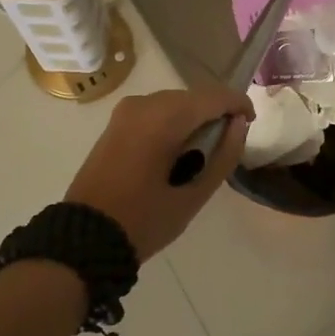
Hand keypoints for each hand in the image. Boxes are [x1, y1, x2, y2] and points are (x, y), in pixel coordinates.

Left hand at [65, 84, 251, 260]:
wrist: (83, 238)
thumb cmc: (143, 221)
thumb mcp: (193, 195)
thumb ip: (224, 156)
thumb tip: (239, 125)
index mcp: (164, 118)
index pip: (215, 97)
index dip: (239, 105)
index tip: (250, 124)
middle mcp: (145, 103)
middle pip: (195, 97)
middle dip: (216, 114)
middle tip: (227, 147)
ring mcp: (126, 111)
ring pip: (175, 102)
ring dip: (194, 119)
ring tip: (203, 153)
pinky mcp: (116, 122)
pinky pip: (156, 111)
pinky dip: (174, 123)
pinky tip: (177, 152)